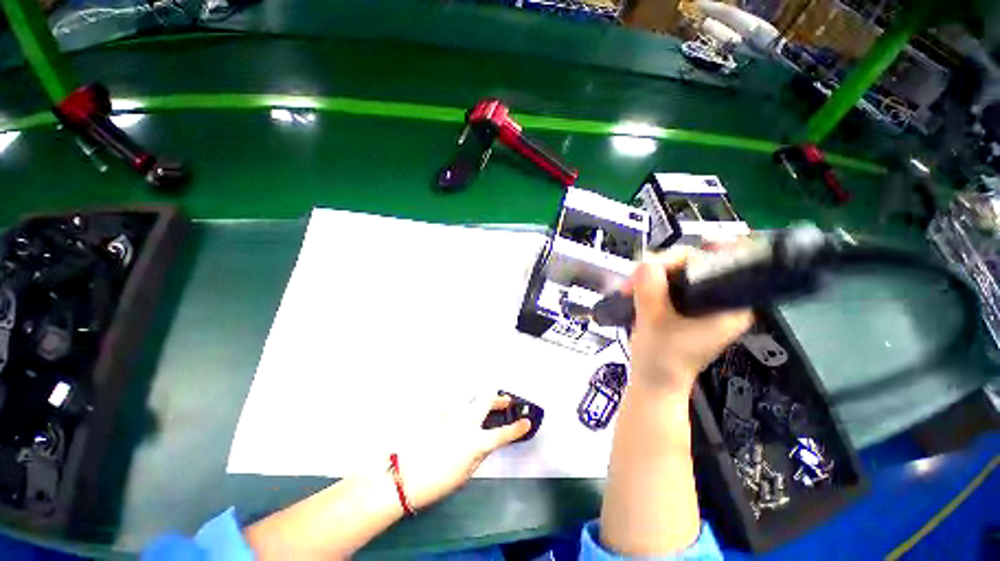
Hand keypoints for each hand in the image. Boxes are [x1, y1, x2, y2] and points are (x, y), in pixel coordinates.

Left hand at [394, 394, 530, 509]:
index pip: (503, 433)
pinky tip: (459, 409)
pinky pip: (453, 402)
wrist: (405, 478)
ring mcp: (452, 414)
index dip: (517, 428)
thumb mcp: (467, 473)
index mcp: (476, 442)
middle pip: (487, 399)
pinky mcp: (438, 412)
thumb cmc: (439, 482)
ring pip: (471, 396)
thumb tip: (487, 441)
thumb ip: (480, 453)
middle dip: (500, 397)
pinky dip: (460, 403)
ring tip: (485, 403)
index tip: (527, 422)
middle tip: (507, 400)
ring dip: (481, 398)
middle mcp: (467, 422)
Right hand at [620, 246, 752, 396]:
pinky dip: (649, 282)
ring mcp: (700, 302)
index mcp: (729, 305)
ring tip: (629, 288)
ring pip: (675, 271)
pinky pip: (667, 281)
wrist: (652, 382)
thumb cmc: (660, 360)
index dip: (681, 258)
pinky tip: (634, 290)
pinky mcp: (684, 306)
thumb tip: (645, 263)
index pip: (712, 263)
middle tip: (633, 281)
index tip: (654, 264)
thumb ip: (651, 291)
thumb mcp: (654, 322)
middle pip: (691, 263)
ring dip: (649, 275)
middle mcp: (719, 299)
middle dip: (658, 267)